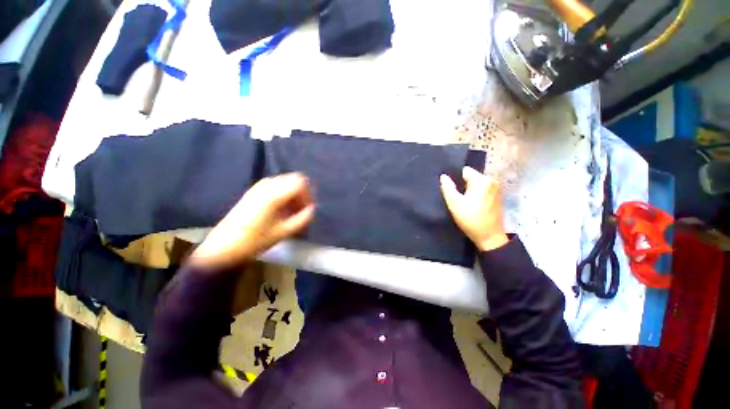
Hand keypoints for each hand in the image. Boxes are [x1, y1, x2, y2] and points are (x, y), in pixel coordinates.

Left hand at [190, 173, 314, 268]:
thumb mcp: (283, 232)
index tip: (308, 209)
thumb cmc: (254, 241)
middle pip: (293, 179)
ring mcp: (258, 187)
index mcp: (273, 194)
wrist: (223, 247)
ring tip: (292, 211)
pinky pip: (276, 185)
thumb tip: (313, 209)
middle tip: (301, 209)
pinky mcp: (254, 191)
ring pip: (285, 181)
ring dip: (293, 193)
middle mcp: (266, 185)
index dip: (308, 195)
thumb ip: (302, 219)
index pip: (300, 183)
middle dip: (301, 193)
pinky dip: (284, 193)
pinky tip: (281, 209)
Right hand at [440, 167, 508, 251]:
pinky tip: (472, 204)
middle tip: (455, 196)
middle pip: (471, 176)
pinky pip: (483, 189)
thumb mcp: (454, 204)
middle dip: (462, 184)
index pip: (464, 171)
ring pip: (477, 183)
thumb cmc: (471, 219)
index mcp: (482, 180)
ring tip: (463, 200)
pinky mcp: (498, 196)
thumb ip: (447, 188)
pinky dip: (476, 194)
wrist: (489, 236)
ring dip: (469, 189)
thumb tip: (443, 176)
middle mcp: (492, 181)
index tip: (450, 188)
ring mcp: (496, 189)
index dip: (455, 178)